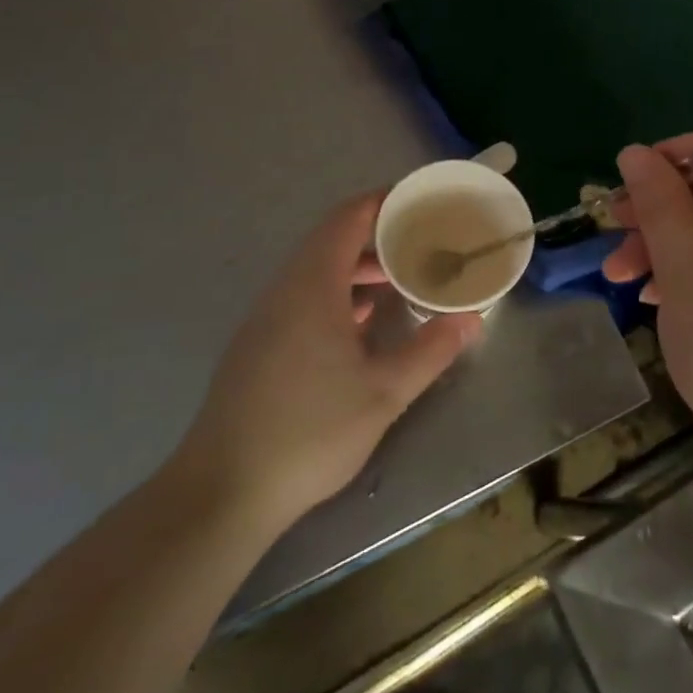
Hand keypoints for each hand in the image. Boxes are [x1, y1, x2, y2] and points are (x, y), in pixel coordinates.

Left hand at [172, 193, 482, 537]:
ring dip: (356, 266)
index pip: (347, 218)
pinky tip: (360, 323)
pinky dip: (336, 292)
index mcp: (312, 286)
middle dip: (377, 234)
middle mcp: (284, 290)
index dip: (383, 201)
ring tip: (399, 277)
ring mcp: (266, 319)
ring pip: (315, 270)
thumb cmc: (308, 432)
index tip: (420, 200)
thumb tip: (470, 319)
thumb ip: (430, 350)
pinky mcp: (257, 346)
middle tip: (421, 240)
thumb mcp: (384, 393)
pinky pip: (302, 297)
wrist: (222, 492)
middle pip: (331, 240)